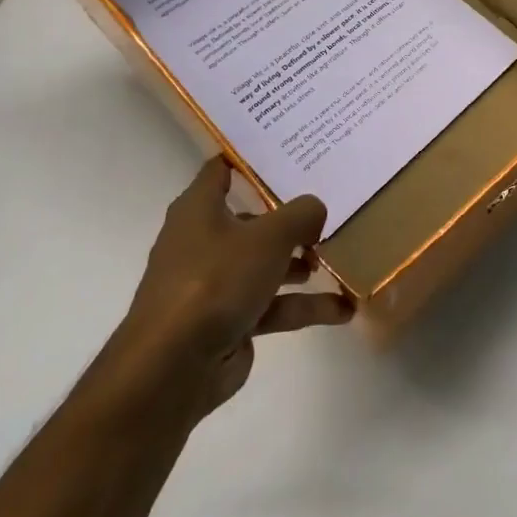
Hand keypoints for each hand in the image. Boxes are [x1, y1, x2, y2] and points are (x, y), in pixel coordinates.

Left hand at [116, 157, 351, 418]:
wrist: (173, 368)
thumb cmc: (216, 280)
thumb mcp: (269, 236)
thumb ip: (301, 215)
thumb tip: (316, 210)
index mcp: (199, 209)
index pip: (222, 170)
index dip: (250, 157)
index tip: (288, 148)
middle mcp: (203, 241)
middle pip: (252, 219)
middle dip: (290, 217)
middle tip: (329, 206)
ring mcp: (215, 284)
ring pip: (265, 264)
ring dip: (301, 265)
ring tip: (340, 259)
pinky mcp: (228, 321)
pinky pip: (272, 305)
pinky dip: (304, 306)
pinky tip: (342, 309)